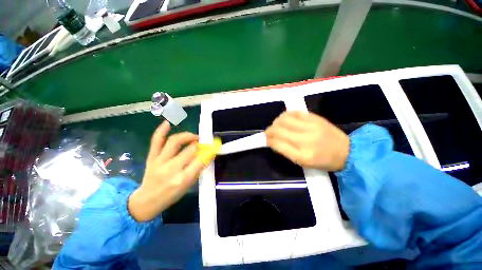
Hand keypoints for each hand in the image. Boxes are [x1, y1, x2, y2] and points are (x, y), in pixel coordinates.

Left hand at [128, 121, 208, 221]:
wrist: (146, 201)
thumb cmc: (171, 195)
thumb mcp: (188, 186)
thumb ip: (197, 169)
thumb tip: (206, 155)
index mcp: (183, 178)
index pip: (201, 160)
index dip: (209, 151)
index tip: (213, 147)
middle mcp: (172, 168)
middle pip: (190, 149)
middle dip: (200, 144)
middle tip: (203, 143)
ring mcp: (159, 161)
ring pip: (175, 141)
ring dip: (188, 136)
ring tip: (194, 137)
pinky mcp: (151, 157)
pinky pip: (156, 141)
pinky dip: (161, 131)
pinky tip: (168, 123)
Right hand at [266, 111, 349, 171]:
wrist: (347, 151)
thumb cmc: (323, 161)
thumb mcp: (302, 162)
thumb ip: (286, 151)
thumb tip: (272, 141)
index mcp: (302, 156)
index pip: (278, 144)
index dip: (269, 140)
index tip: (266, 139)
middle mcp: (305, 140)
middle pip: (279, 130)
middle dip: (269, 130)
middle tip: (268, 132)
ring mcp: (311, 127)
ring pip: (284, 119)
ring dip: (276, 121)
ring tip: (276, 125)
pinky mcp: (315, 118)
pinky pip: (295, 112)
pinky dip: (286, 115)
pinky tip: (285, 119)